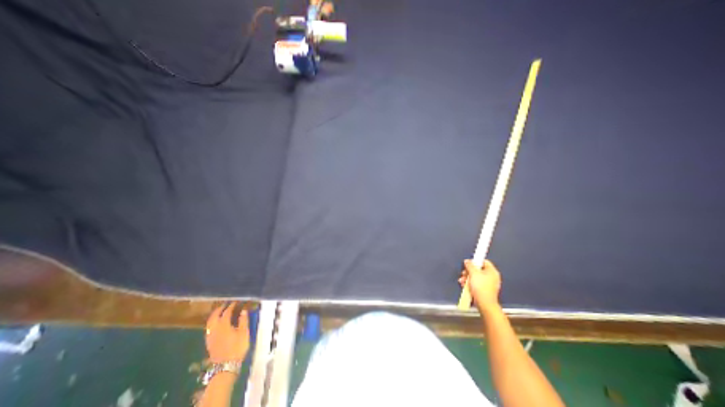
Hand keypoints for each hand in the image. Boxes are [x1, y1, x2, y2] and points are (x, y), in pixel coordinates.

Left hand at [205, 302, 249, 361]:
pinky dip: (212, 323)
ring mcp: (210, 337)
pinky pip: (208, 329)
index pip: (226, 312)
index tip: (235, 302)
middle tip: (225, 305)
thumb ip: (243, 321)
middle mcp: (215, 329)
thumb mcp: (244, 333)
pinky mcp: (209, 343)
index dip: (231, 306)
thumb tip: (243, 311)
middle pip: (214, 316)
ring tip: (220, 312)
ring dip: (214, 316)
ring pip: (209, 323)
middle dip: (219, 309)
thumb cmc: (237, 348)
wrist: (225, 366)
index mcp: (224, 325)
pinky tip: (216, 325)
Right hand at [460, 259, 502, 313]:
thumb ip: (469, 265)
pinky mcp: (485, 290)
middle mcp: (492, 277)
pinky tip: (464, 286)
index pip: (484, 261)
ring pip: (476, 277)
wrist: (485, 304)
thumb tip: (467, 261)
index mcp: (492, 271)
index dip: (475, 261)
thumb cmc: (480, 286)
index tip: (468, 264)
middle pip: (478, 269)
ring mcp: (489, 284)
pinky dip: (470, 284)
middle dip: (469, 271)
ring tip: (462, 281)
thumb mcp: (473, 273)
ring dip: (467, 278)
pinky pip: (477, 284)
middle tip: (463, 274)